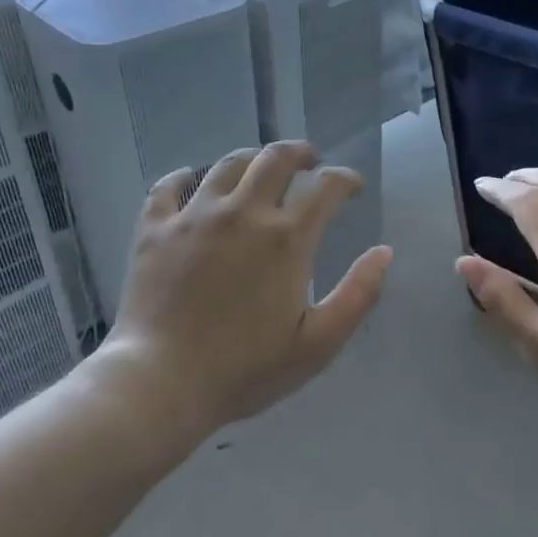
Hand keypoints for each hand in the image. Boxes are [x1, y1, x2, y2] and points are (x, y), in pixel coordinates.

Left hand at [101, 142, 392, 437]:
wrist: (160, 382)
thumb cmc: (245, 369)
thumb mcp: (318, 344)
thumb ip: (358, 294)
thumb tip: (384, 252)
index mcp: (286, 239)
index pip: (325, 187)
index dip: (345, 179)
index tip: (353, 187)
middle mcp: (242, 213)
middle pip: (275, 159)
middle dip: (300, 154)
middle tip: (310, 162)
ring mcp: (193, 216)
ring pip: (227, 164)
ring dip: (252, 159)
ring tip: (261, 169)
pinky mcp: (154, 229)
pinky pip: (168, 186)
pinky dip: (185, 177)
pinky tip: (191, 181)